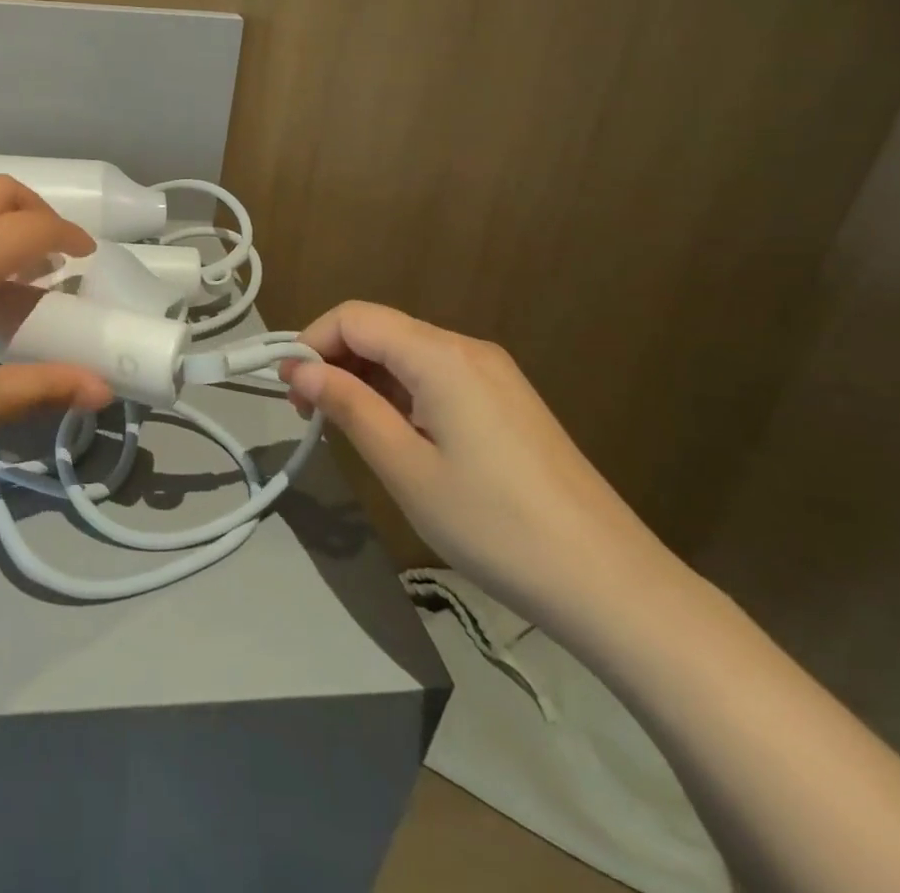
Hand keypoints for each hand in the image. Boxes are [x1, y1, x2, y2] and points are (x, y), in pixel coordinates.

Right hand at [279, 301, 681, 634]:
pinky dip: (399, 394)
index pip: (355, 317)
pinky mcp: (505, 401)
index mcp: (441, 355)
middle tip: (308, 415)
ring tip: (344, 430)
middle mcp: (467, 349)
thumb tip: (300, 370)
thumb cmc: (494, 524)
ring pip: (406, 355)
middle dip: (334, 361)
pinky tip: (392, 435)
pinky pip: (435, 377)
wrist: (610, 582)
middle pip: (381, 331)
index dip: (311, 342)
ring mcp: (492, 374)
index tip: (289, 390)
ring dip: (365, 380)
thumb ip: (348, 407)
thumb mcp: (405, 467)